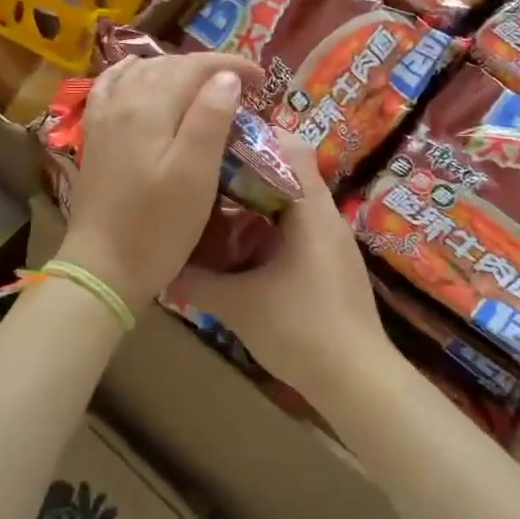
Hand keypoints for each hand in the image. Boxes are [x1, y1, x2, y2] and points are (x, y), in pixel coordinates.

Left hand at [57, 52, 259, 307]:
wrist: (103, 267)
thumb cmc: (158, 226)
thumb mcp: (196, 175)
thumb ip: (210, 119)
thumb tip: (226, 76)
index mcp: (152, 108)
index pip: (196, 67)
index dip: (232, 65)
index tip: (262, 79)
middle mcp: (124, 100)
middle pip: (170, 65)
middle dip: (209, 67)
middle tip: (242, 85)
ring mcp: (104, 116)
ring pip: (143, 70)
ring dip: (177, 68)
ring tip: (204, 84)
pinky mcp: (94, 133)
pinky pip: (111, 85)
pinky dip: (132, 72)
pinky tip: (140, 74)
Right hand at [173, 136, 391, 403]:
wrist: (358, 382)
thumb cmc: (301, 329)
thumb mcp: (238, 304)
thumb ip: (196, 282)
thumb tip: (161, 266)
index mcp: (311, 209)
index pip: (289, 146)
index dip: (253, 137)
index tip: (215, 143)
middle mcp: (326, 216)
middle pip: (287, 173)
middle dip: (245, 173)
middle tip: (204, 178)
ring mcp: (332, 242)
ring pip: (291, 204)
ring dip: (256, 204)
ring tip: (215, 211)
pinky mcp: (332, 266)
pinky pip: (298, 230)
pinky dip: (269, 230)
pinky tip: (241, 252)